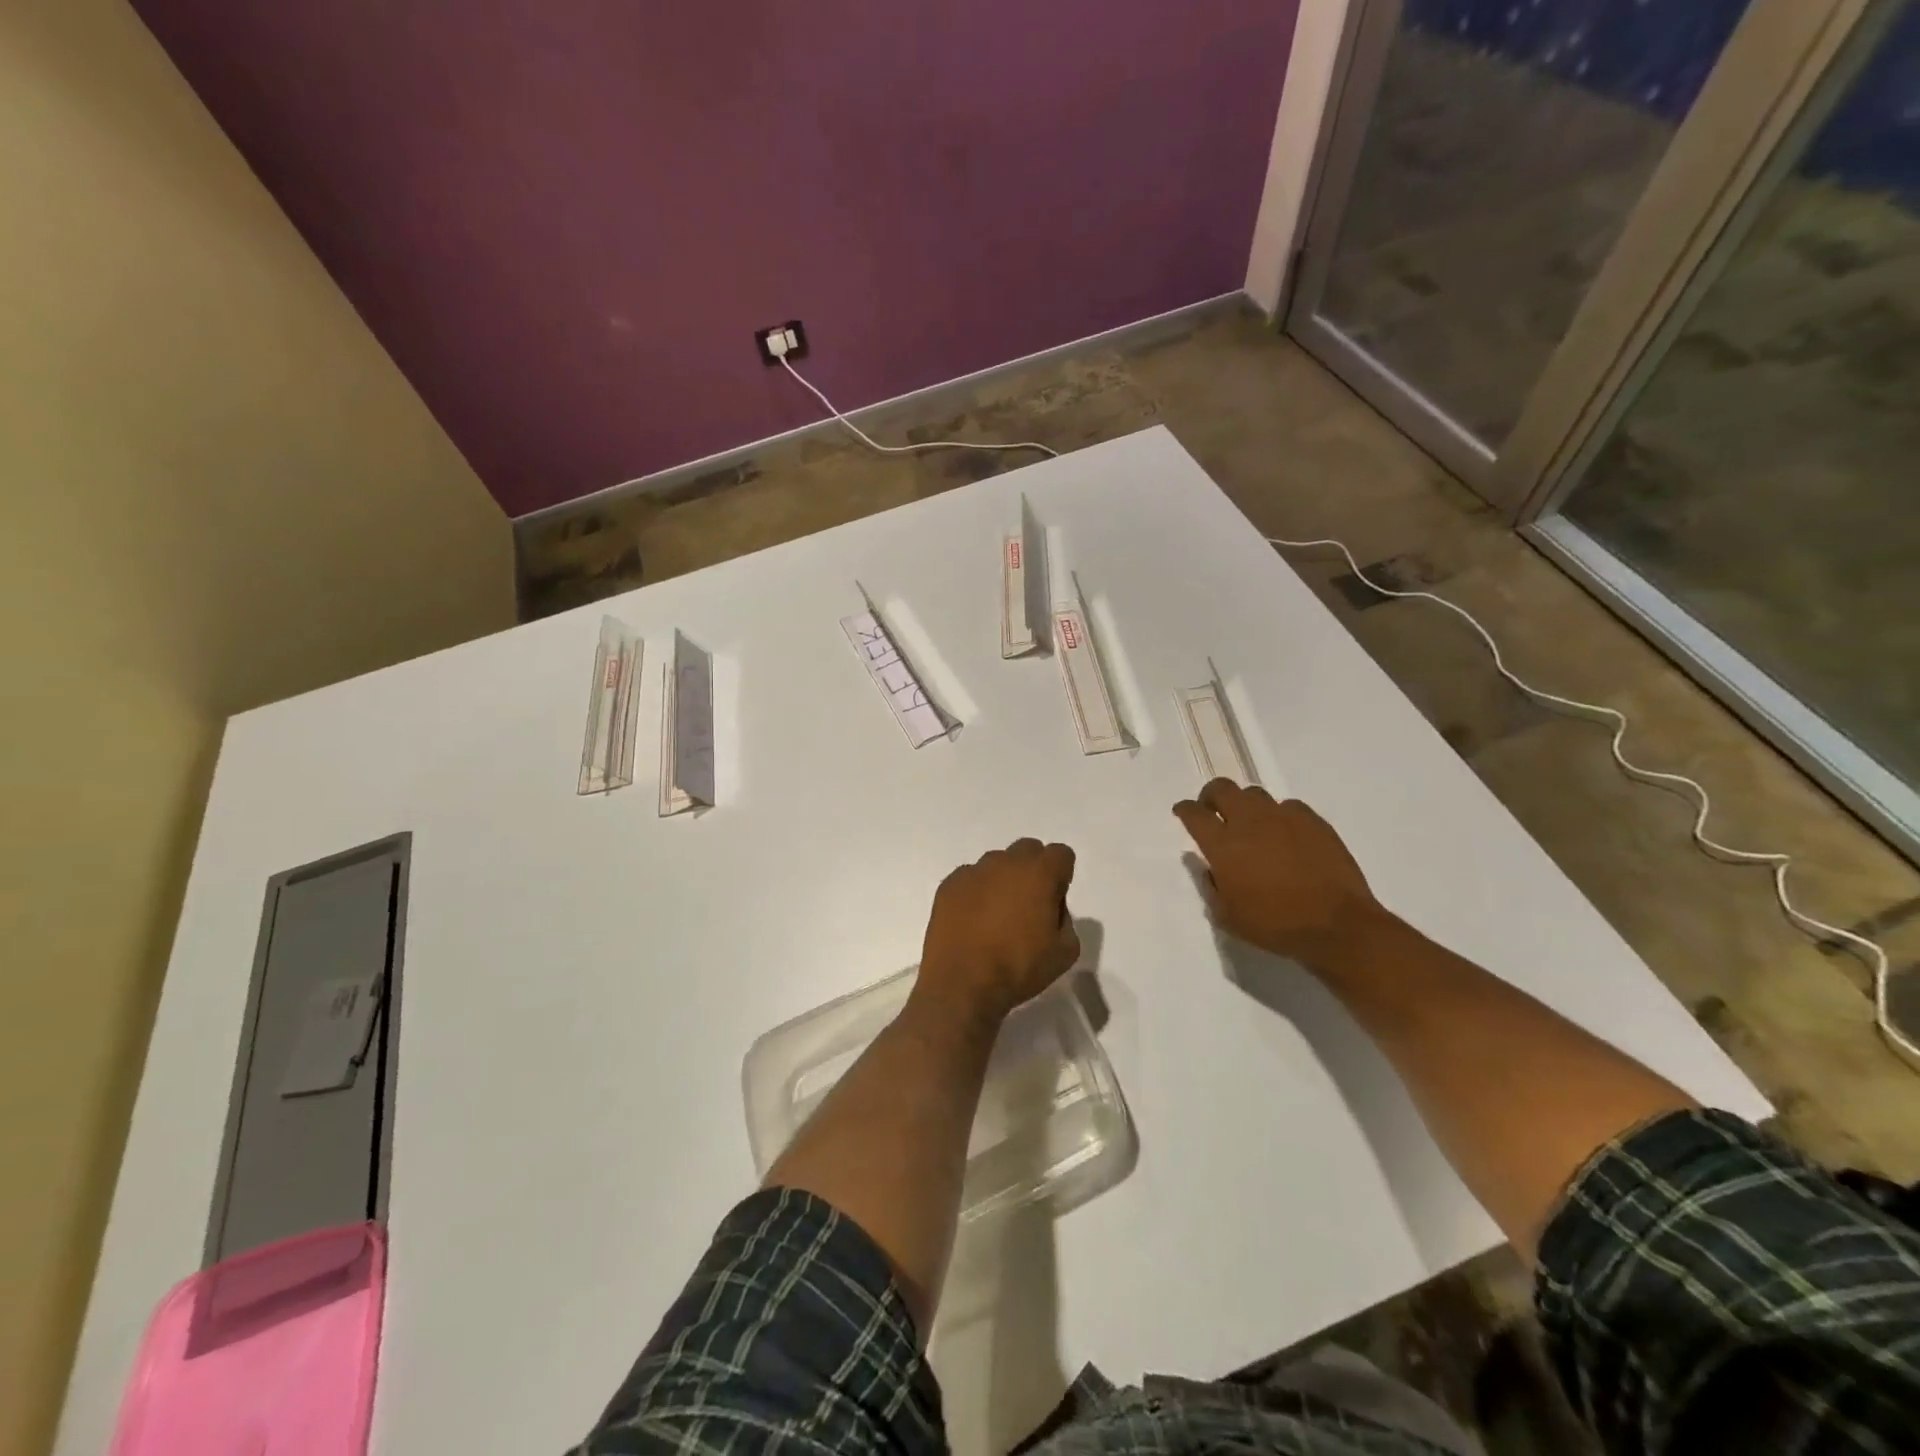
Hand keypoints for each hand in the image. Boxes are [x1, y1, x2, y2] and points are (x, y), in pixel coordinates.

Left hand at [916, 839, 1079, 1025]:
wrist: (962, 983)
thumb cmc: (1018, 967)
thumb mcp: (1065, 952)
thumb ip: (1066, 919)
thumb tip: (1050, 908)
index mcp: (1039, 873)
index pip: (1061, 854)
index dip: (1061, 876)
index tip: (1054, 901)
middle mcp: (1006, 862)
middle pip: (1028, 850)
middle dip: (1033, 870)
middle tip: (1028, 905)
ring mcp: (973, 871)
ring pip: (996, 863)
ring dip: (1002, 880)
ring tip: (996, 916)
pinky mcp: (949, 884)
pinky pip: (970, 878)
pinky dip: (976, 892)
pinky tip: (972, 921)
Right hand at [1173, 781, 1386, 971]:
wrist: (1336, 925)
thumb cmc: (1275, 925)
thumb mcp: (1228, 917)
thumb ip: (1212, 887)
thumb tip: (1209, 868)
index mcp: (1223, 845)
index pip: (1194, 814)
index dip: (1184, 810)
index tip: (1183, 812)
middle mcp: (1249, 822)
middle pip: (1222, 789)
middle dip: (1211, 795)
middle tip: (1213, 810)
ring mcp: (1283, 817)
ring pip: (1255, 794)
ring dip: (1245, 805)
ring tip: (1251, 824)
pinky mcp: (1313, 821)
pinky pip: (1289, 807)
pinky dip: (1280, 816)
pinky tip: (1286, 835)